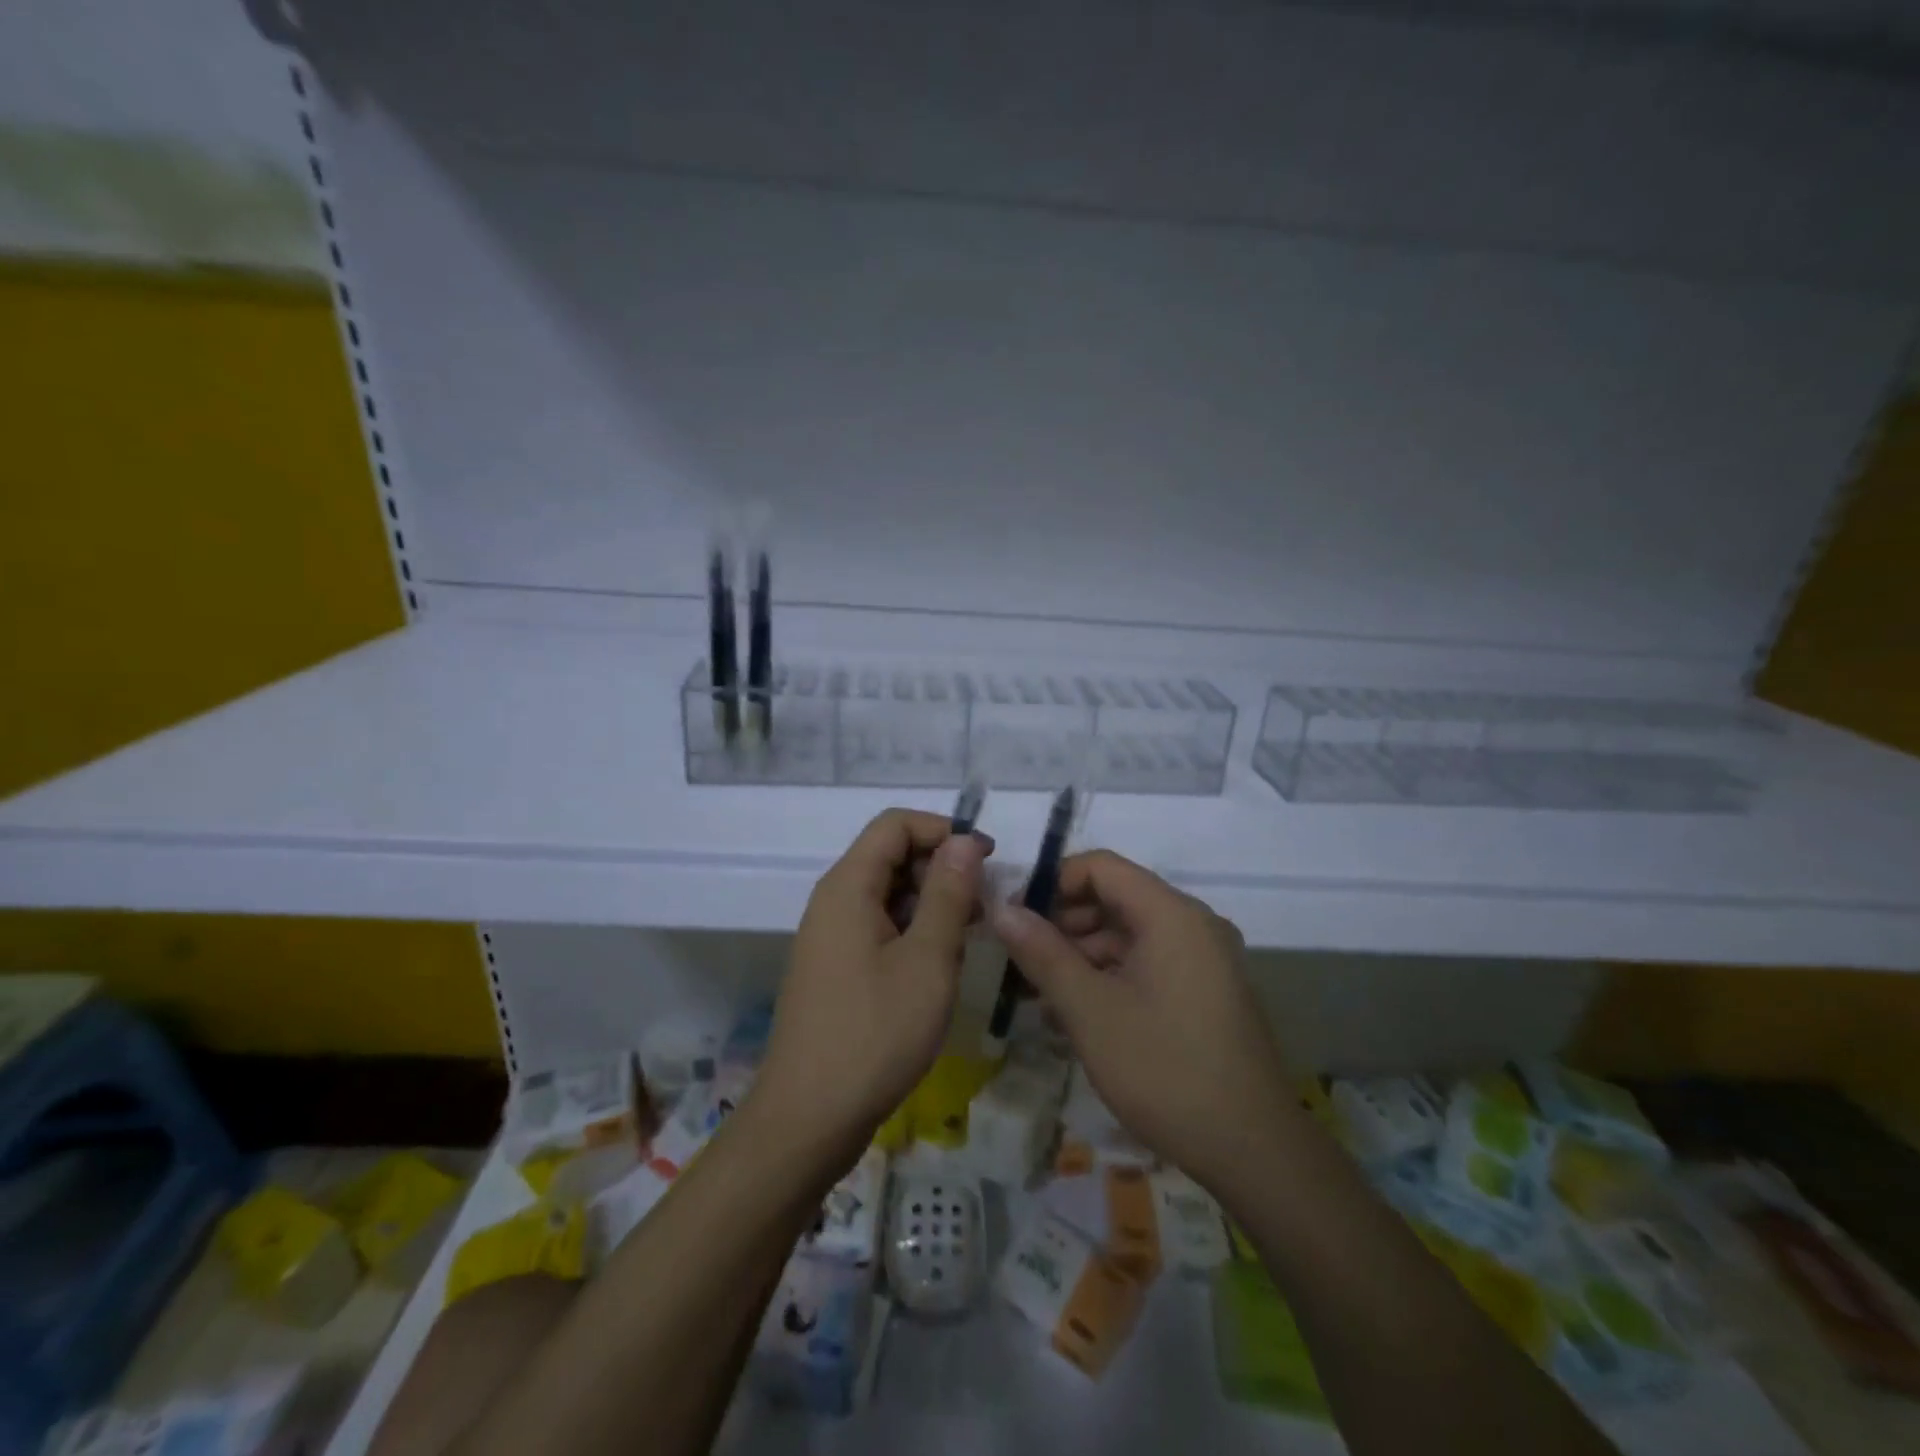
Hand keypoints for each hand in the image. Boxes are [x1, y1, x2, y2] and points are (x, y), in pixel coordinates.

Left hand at [758, 809, 990, 1147]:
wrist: (809, 1118)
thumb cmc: (875, 1033)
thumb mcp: (928, 959)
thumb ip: (948, 894)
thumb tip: (963, 841)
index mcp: (848, 887)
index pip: (895, 825)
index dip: (943, 830)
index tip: (986, 860)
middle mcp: (833, 901)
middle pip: (890, 856)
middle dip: (941, 868)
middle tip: (984, 906)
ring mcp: (831, 937)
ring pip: (887, 894)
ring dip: (931, 902)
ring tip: (969, 937)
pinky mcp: (836, 968)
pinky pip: (878, 927)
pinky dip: (913, 931)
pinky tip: (940, 964)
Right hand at [990, 850, 1296, 1192]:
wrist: (1253, 1151)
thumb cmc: (1165, 1069)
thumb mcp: (1090, 1010)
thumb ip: (1042, 954)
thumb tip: (1002, 909)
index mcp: (1171, 914)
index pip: (1100, 867)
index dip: (1052, 883)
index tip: (1014, 918)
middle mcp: (1191, 925)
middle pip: (1113, 899)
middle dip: (1061, 925)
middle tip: (1018, 963)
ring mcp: (1202, 960)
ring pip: (1127, 936)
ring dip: (1079, 957)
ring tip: (1038, 997)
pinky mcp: (1204, 992)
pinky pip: (1146, 965)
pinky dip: (1107, 979)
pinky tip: (1073, 1016)